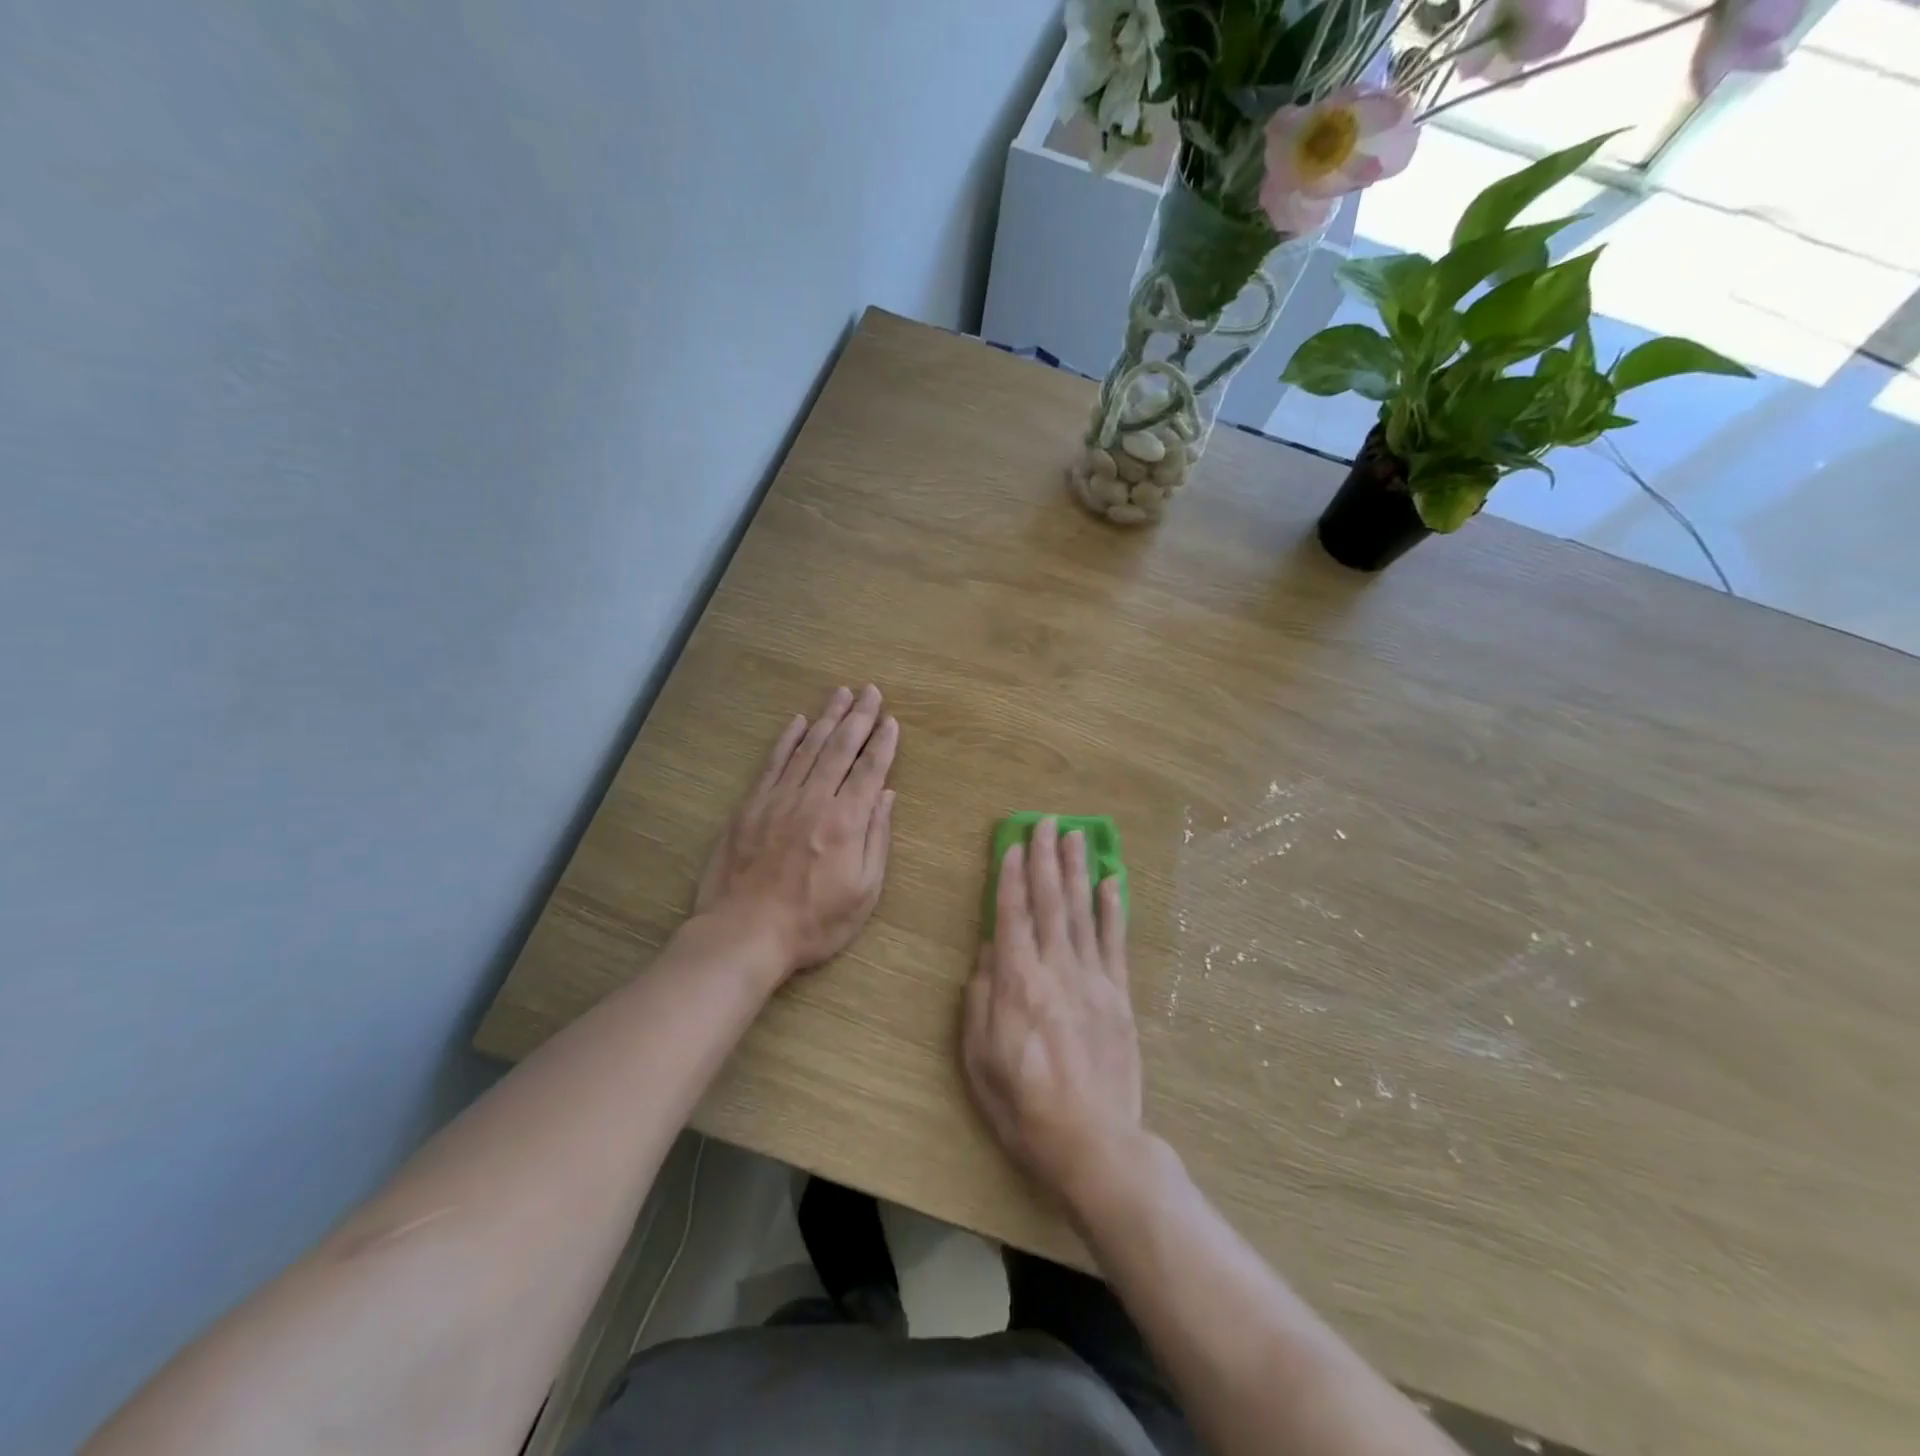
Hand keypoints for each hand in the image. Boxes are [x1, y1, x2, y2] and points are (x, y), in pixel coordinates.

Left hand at [696, 685, 897, 980]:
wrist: (744, 934)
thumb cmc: (813, 922)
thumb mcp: (863, 892)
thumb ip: (876, 839)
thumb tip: (885, 795)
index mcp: (846, 821)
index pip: (870, 770)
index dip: (883, 743)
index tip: (891, 720)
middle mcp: (814, 800)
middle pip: (840, 748)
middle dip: (859, 717)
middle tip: (871, 691)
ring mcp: (779, 799)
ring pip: (808, 747)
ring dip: (827, 718)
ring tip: (841, 694)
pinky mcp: (751, 805)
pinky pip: (773, 762)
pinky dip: (788, 739)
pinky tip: (798, 721)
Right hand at [961, 816, 1142, 1213]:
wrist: (1093, 1143)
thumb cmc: (1023, 1106)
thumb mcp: (979, 1059)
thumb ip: (979, 1000)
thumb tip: (987, 954)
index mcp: (1017, 983)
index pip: (1012, 915)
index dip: (1010, 876)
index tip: (1012, 844)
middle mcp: (1056, 970)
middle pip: (1049, 902)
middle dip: (1045, 859)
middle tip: (1046, 822)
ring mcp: (1093, 980)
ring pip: (1083, 912)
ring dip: (1078, 870)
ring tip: (1076, 836)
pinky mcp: (1118, 996)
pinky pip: (1115, 943)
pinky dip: (1113, 909)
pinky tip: (1112, 882)